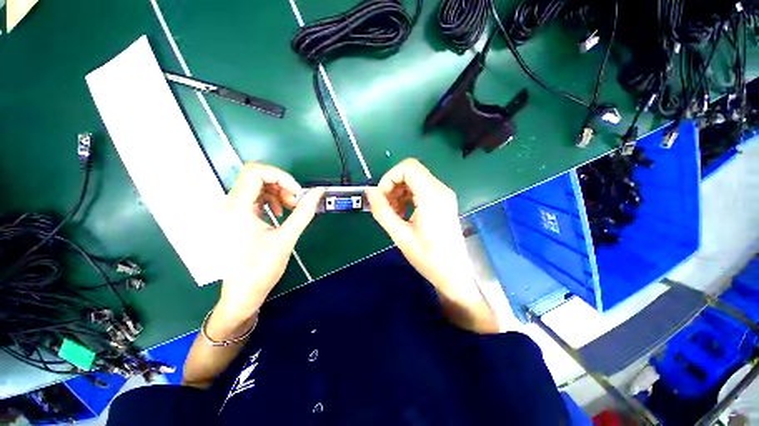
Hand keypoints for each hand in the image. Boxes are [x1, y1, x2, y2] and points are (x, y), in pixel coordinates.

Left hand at [213, 163, 323, 333]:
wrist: (243, 291)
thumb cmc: (262, 268)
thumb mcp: (287, 238)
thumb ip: (304, 212)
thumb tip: (318, 192)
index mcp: (237, 208)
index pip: (256, 172)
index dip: (281, 177)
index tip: (297, 193)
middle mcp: (228, 204)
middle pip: (256, 176)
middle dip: (282, 185)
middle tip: (296, 202)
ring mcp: (230, 210)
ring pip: (256, 185)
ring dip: (278, 192)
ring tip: (291, 208)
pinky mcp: (235, 215)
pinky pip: (255, 196)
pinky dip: (271, 199)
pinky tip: (280, 212)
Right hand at [365, 158, 497, 332]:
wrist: (454, 273)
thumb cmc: (428, 257)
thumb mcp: (400, 235)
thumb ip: (382, 211)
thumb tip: (369, 191)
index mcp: (431, 195)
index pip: (407, 167)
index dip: (389, 178)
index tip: (381, 197)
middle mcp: (440, 189)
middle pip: (411, 172)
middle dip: (393, 185)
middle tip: (385, 207)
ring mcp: (444, 195)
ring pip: (415, 180)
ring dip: (399, 192)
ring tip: (393, 213)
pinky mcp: (443, 202)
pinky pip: (421, 190)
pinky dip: (408, 197)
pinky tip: (403, 214)